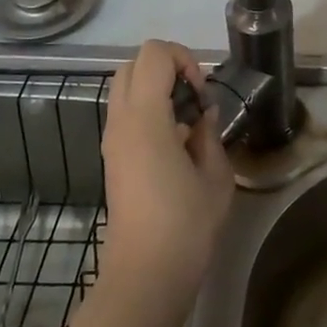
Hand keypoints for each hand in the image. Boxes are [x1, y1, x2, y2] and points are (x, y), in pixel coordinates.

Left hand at [99, 40, 234, 300]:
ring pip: (125, 88)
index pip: (154, 54)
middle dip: (167, 67)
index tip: (202, 92)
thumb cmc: (187, 223)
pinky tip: (175, 143)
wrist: (147, 272)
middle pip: (133, 64)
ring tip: (187, 120)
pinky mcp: (112, 157)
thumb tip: (202, 114)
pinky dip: (149, 110)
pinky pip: (126, 114)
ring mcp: (111, 140)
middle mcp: (121, 121)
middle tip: (194, 97)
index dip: (184, 59)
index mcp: (146, 118)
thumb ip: (209, 133)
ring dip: (156, 89)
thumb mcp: (215, 174)